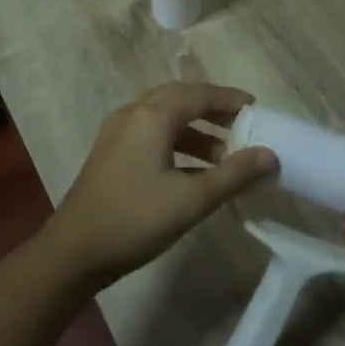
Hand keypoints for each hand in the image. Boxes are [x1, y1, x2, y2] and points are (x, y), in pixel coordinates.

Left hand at [41, 83, 278, 290]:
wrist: (73, 251)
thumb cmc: (135, 220)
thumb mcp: (191, 200)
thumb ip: (233, 175)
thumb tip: (270, 155)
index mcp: (153, 116)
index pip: (199, 94)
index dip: (229, 99)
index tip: (256, 109)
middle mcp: (134, 113)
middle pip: (180, 97)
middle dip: (213, 108)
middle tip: (242, 126)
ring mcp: (118, 131)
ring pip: (164, 115)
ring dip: (196, 127)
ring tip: (223, 154)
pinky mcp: (111, 150)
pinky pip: (151, 130)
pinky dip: (177, 139)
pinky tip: (192, 169)